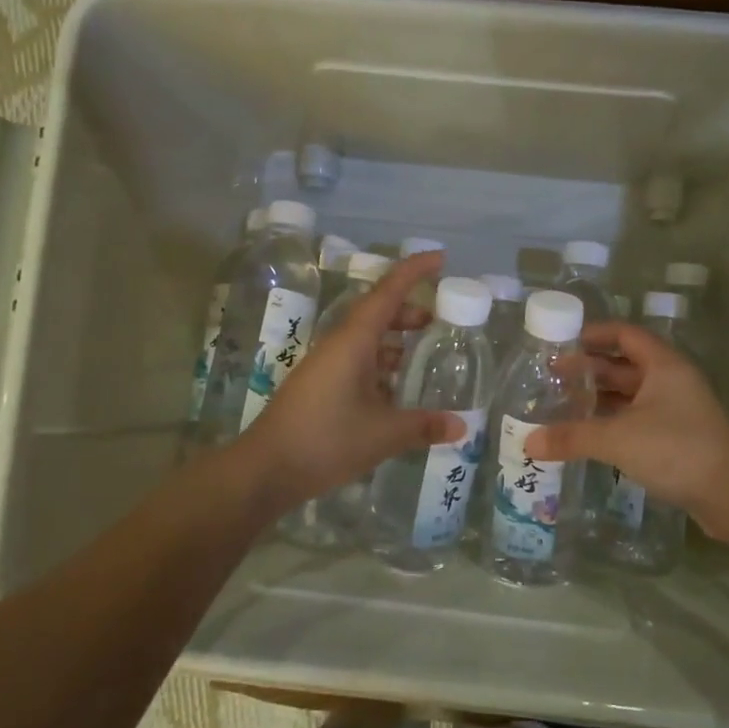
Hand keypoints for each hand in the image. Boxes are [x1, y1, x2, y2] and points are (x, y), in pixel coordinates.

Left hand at [239, 252, 464, 509]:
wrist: (265, 469)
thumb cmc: (325, 440)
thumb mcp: (383, 434)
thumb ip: (423, 426)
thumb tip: (463, 425)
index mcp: (353, 341)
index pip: (387, 292)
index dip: (413, 271)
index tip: (440, 258)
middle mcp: (338, 345)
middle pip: (376, 312)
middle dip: (407, 309)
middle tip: (436, 319)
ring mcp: (326, 366)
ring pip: (365, 338)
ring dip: (393, 338)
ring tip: (419, 353)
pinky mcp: (319, 386)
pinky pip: (356, 361)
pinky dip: (379, 363)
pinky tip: (394, 388)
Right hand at [524, 323, 728, 543]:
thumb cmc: (677, 451)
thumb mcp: (618, 439)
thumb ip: (572, 437)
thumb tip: (528, 442)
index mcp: (663, 365)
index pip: (625, 334)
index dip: (595, 334)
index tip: (563, 340)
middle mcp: (672, 380)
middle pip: (625, 364)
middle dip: (590, 369)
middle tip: (553, 376)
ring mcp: (678, 409)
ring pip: (632, 393)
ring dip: (601, 397)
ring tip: (564, 403)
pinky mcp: (679, 436)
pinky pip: (639, 417)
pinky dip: (614, 419)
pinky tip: (590, 432)